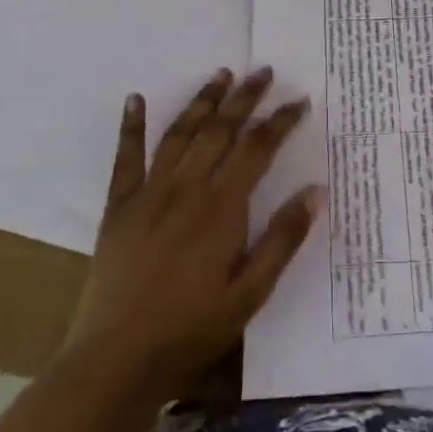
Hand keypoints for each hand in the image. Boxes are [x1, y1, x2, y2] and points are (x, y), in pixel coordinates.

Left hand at [63, 68, 322, 397]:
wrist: (115, 359)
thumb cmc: (191, 330)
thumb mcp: (250, 295)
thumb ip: (282, 240)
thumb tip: (317, 191)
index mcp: (222, 207)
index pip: (258, 149)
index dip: (280, 122)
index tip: (300, 101)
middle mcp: (187, 187)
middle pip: (221, 130)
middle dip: (245, 98)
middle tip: (264, 71)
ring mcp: (149, 193)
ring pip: (180, 133)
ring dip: (203, 101)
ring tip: (221, 74)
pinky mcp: (119, 206)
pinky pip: (126, 158)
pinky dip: (131, 126)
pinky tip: (135, 98)